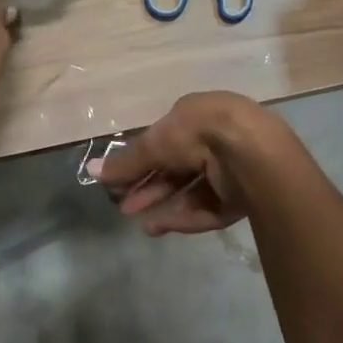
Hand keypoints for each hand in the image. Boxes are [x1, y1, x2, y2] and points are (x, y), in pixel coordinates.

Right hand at [91, 92, 282, 235]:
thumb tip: (92, 170)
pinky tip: (159, 226)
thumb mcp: (155, 143)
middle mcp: (215, 140)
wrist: (251, 152)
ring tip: (140, 222)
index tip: (119, 183)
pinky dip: (183, 216)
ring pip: (191, 192)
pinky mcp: (242, 197)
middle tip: (125, 206)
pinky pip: (207, 208)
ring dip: (163, 205)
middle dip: (149, 188)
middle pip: (176, 170)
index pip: (164, 142)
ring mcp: (231, 170)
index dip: (140, 163)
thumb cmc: (198, 133)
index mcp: (197, 116)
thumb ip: (126, 162)